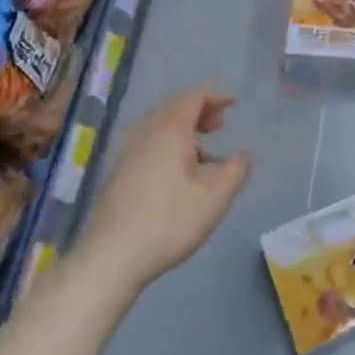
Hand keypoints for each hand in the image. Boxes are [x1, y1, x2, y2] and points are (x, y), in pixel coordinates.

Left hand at [81, 87, 250, 293]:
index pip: (193, 97)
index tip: (234, 106)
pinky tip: (179, 176)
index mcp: (169, 130)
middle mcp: (146, 134)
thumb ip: (235, 171)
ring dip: (184, 131)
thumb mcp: (215, 199)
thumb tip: (243, 156)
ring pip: (160, 128)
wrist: (110, 257)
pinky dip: (169, 146)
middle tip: (220, 126)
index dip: (215, 96)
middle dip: (200, 111)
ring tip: (204, 155)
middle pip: (174, 108)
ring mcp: (128, 154)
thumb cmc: (168, 222)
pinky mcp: (119, 174)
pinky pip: (149, 145)